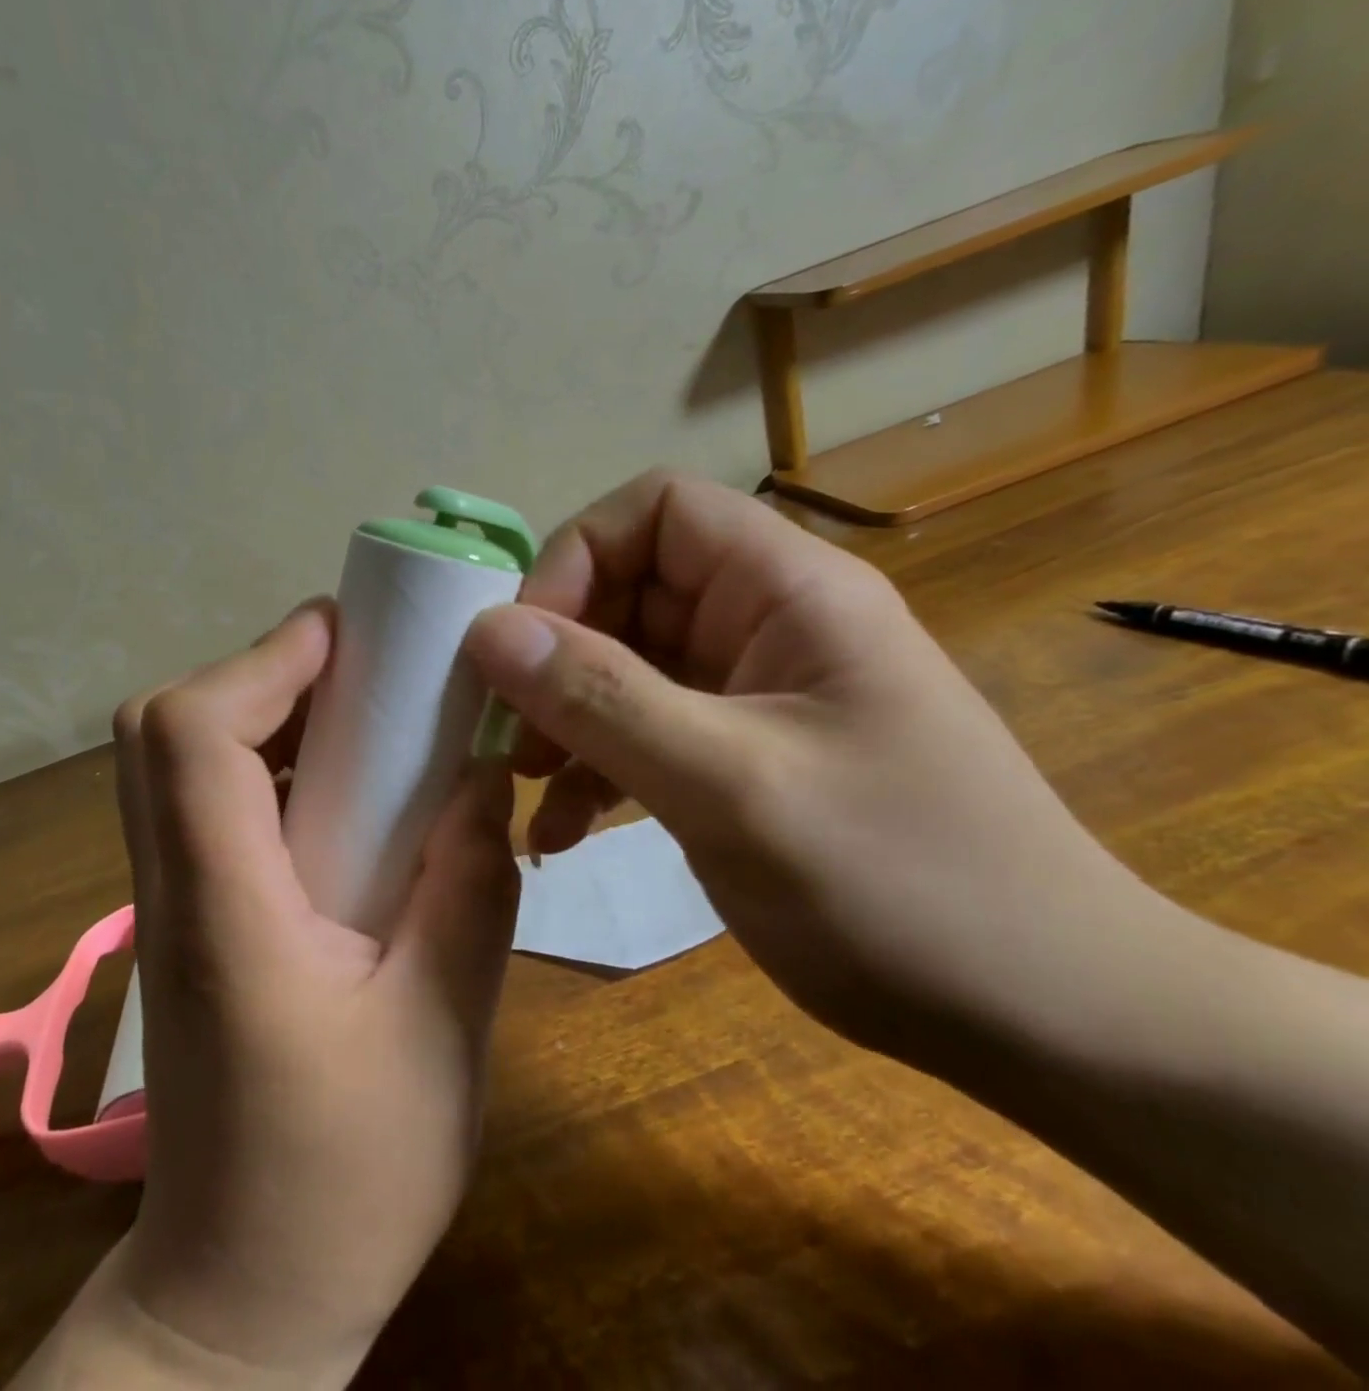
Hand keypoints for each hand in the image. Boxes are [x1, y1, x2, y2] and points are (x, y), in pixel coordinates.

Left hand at [22, 600, 518, 1388]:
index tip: (353, 637)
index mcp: (225, 909)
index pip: (194, 736)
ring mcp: (169, 904)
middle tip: (364, 671)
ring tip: (366, 714)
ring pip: (180, 759)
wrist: (243, 1294)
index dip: (267, 662)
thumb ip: (470, 884)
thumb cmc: (347, 1177)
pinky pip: (208, 802)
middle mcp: (173, 888)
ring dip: (267, 711)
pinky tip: (346, 792)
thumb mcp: (445, 1027)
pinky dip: (269, 763)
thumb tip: (482, 774)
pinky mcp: (189, 921)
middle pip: (164, 729)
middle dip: (263, 672)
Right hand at [463, 469, 1185, 1067]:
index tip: (525, 650)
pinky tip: (564, 832)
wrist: (1044, 1020)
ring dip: (566, 720)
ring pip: (627, 669)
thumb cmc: (901, 887)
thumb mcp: (731, 786)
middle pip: (629, 592)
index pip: (655, 511)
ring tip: (525, 789)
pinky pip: (646, 733)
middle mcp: (768, 624)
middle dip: (557, 657)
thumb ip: (603, 699)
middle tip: (510, 736)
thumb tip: (487, 629)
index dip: (575, 560)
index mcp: (787, 591)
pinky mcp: (743, 758)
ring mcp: (755, 695)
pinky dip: (596, 770)